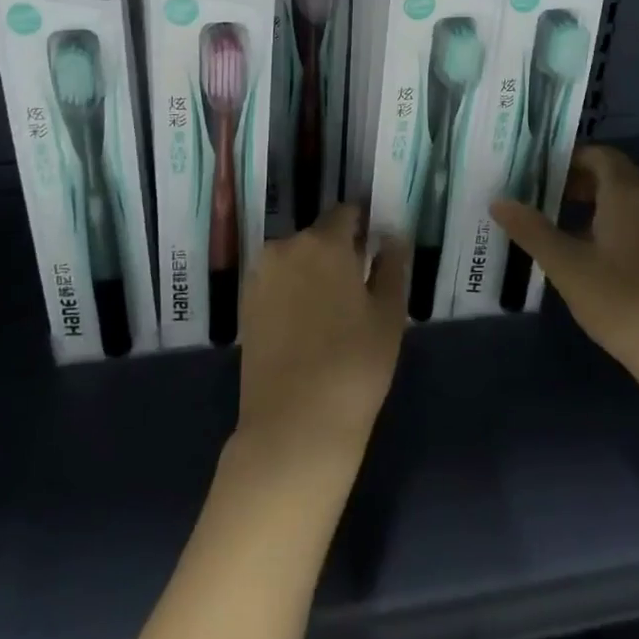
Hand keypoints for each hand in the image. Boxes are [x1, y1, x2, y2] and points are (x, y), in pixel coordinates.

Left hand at [235, 206, 408, 465]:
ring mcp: (260, 276)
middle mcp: (286, 247)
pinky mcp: (245, 305)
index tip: (376, 248)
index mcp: (324, 241)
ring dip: (313, 272)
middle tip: (358, 287)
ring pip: (295, 260)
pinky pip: (277, 283)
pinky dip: (292, 292)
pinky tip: (306, 326)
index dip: (363, 226)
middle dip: (338, 252)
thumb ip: (392, 267)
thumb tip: (393, 238)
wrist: (294, 425)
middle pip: (318, 236)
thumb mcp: (389, 315)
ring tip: (332, 312)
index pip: (346, 213)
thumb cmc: (354, 365)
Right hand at [493, 145, 638, 405]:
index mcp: (630, 194)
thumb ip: (532, 231)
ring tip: (569, 228)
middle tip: (548, 199)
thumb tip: (499, 201)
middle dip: (582, 180)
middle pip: (618, 174)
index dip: (570, 159)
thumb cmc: (625, 305)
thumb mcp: (568, 268)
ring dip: (601, 203)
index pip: (600, 155)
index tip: (540, 174)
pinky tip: (603, 257)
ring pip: (634, 199)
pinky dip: (622, 222)